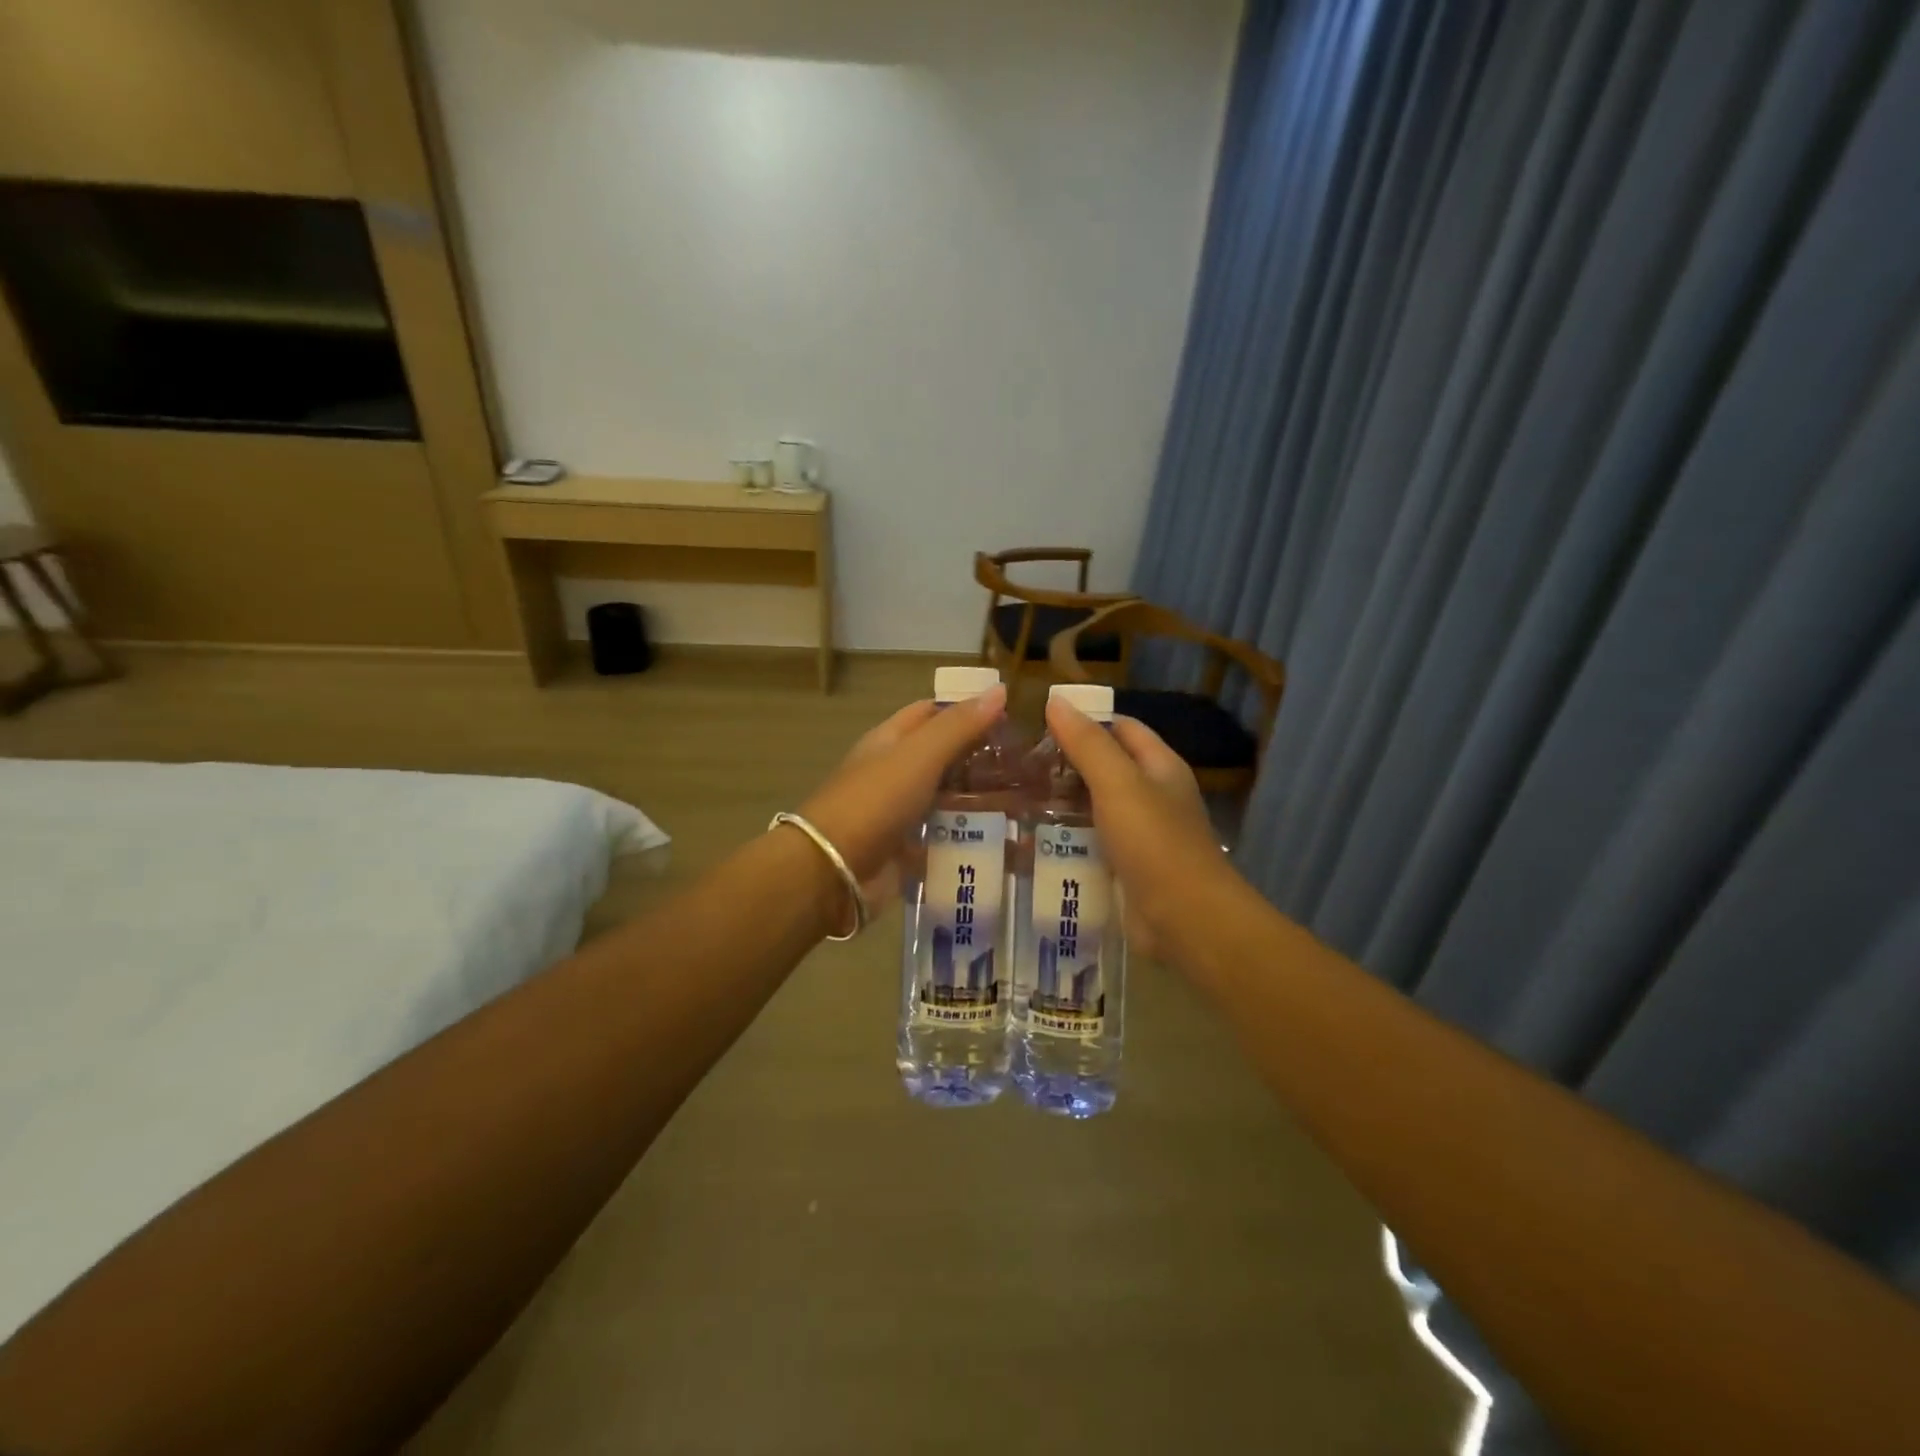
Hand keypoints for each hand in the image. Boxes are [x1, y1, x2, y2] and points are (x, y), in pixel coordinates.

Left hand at [797, 687, 1008, 904]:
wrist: (834, 870)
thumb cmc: (875, 801)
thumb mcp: (919, 755)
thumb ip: (959, 726)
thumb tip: (999, 690)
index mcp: (891, 741)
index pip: (931, 713)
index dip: (967, 710)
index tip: (1010, 719)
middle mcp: (894, 773)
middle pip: (943, 758)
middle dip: (980, 760)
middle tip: (1028, 768)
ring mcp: (899, 813)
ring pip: (947, 800)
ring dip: (979, 801)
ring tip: (1025, 805)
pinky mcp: (907, 850)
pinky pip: (944, 838)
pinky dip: (969, 839)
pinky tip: (1003, 842)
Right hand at [1042, 696, 1236, 961]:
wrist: (1184, 919)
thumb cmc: (1154, 841)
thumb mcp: (1118, 784)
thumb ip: (1087, 743)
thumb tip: (1056, 700)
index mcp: (1160, 767)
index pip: (1122, 728)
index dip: (1086, 721)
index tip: (1040, 726)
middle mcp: (1152, 796)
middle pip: (1105, 769)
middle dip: (1065, 766)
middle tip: (1018, 768)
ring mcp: (1140, 835)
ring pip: (1094, 809)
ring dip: (1061, 805)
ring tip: (1014, 801)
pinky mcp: (1126, 868)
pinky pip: (1091, 845)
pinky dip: (1066, 841)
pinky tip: (1032, 842)